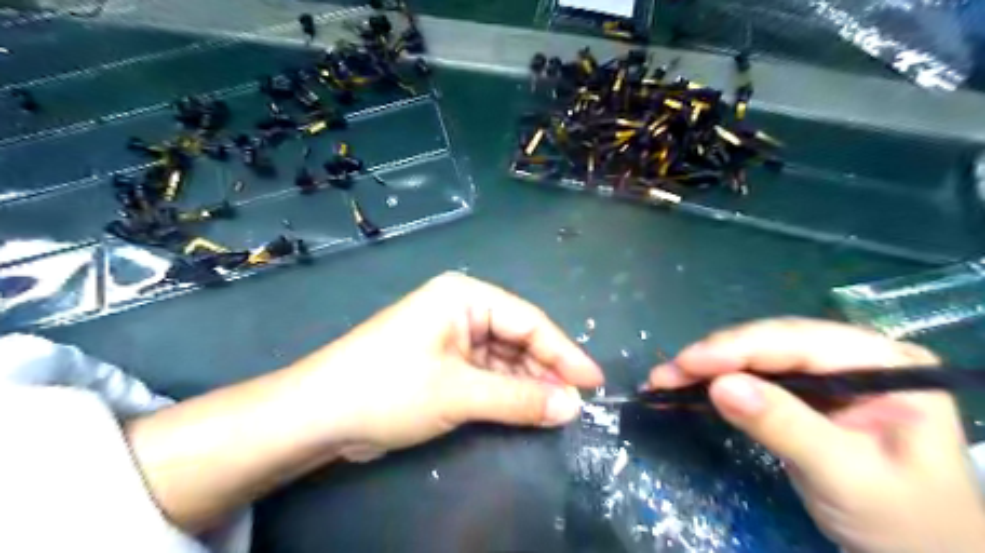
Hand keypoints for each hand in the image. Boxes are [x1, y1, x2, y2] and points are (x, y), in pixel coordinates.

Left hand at [291, 274, 600, 460]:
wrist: (319, 415)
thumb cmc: (389, 388)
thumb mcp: (460, 392)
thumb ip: (519, 398)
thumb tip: (571, 406)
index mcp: (465, 296)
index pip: (528, 321)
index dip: (564, 352)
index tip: (593, 381)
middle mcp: (461, 309)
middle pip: (518, 338)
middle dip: (546, 370)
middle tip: (576, 402)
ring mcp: (452, 337)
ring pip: (504, 358)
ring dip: (528, 383)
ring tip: (557, 410)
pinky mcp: (444, 362)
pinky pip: (487, 373)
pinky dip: (507, 391)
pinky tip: (527, 408)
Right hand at [653, 318, 984, 551]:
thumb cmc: (904, 521)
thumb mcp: (847, 475)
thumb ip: (786, 426)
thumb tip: (720, 386)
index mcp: (882, 362)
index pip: (798, 342)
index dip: (737, 348)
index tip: (687, 362)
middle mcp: (850, 356)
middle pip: (768, 344)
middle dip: (713, 358)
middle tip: (664, 375)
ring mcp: (824, 373)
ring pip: (752, 357)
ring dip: (705, 368)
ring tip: (664, 380)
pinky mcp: (801, 393)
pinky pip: (750, 378)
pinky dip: (714, 383)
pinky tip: (684, 387)